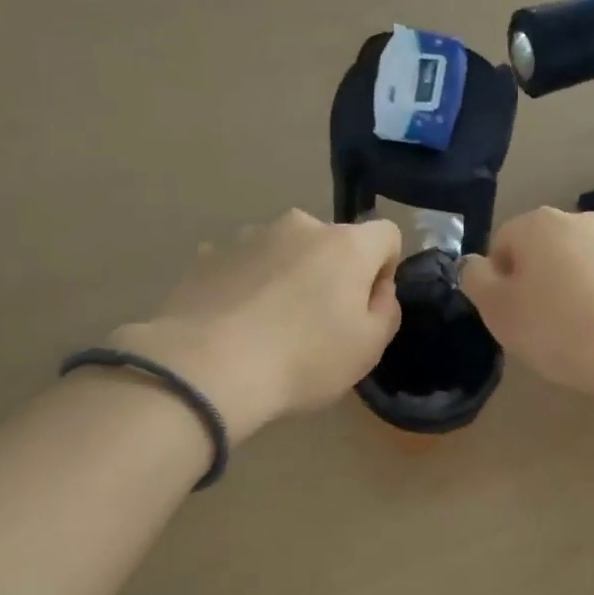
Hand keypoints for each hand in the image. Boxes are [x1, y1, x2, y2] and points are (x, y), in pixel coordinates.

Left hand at [111, 210, 402, 438]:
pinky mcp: (207, 256)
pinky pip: (243, 267)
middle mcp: (299, 226)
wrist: (208, 368)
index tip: (367, 306)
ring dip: (287, 278)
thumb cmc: (304, 360)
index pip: (386, 234)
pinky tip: (235, 326)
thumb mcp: (369, 348)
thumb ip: (386, 310)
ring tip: (269, 328)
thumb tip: (377, 288)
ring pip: (283, 252)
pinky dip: (247, 287)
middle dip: (331, 274)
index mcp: (346, 245)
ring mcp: (248, 236)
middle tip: (317, 324)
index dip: (385, 268)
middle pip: (331, 243)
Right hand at [460, 207, 593, 397]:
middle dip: (534, 283)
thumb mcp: (497, 309)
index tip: (507, 316)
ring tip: (571, 336)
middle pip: (541, 253)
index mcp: (537, 223)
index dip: (497, 282)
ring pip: (576, 267)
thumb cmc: (556, 327)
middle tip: (535, 328)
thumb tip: (475, 264)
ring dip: (568, 293)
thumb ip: (475, 280)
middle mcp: (579, 220)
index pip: (502, 244)